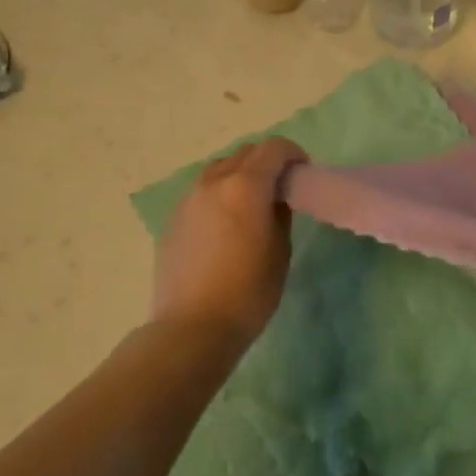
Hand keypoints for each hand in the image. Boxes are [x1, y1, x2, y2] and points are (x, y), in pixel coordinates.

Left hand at [152, 138, 307, 350]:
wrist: (192, 326)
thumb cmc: (248, 292)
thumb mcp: (280, 252)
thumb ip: (280, 213)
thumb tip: (276, 197)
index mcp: (245, 186)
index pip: (273, 148)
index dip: (293, 154)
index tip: (302, 173)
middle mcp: (213, 182)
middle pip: (245, 153)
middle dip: (267, 161)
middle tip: (280, 187)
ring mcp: (188, 198)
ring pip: (219, 168)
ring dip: (240, 173)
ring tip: (250, 203)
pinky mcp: (173, 217)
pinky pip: (201, 190)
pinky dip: (218, 192)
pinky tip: (224, 223)